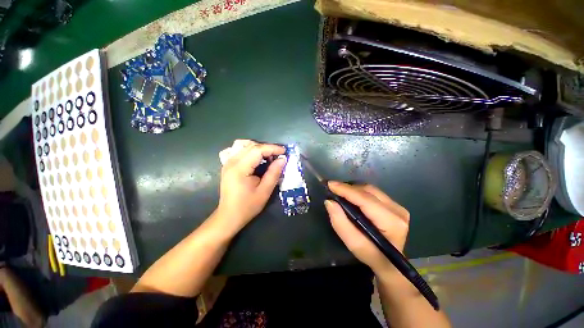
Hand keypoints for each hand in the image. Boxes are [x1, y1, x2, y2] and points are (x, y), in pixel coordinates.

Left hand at [216, 140, 285, 233]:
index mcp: (239, 168)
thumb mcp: (264, 191)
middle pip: (251, 145)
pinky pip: (238, 150)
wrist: (229, 216)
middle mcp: (231, 162)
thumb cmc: (247, 206)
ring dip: (258, 147)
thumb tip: (283, 159)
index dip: (272, 148)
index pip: (257, 150)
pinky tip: (254, 157)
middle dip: (267, 148)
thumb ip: (274, 173)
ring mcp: (227, 162)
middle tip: (278, 156)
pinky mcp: (227, 165)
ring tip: (267, 156)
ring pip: (243, 145)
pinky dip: (248, 150)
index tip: (284, 152)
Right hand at [324, 182, 409, 274]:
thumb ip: (340, 222)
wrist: (390, 263)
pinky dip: (359, 192)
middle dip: (348, 188)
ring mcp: (398, 206)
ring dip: (353, 189)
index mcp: (391, 222)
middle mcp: (397, 210)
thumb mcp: (353, 244)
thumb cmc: (371, 255)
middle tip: (332, 189)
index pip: (365, 199)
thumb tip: (329, 201)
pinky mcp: (394, 205)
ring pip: (370, 189)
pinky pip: (373, 192)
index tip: (330, 184)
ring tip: (339, 192)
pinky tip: (350, 196)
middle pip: (368, 191)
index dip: (346, 190)